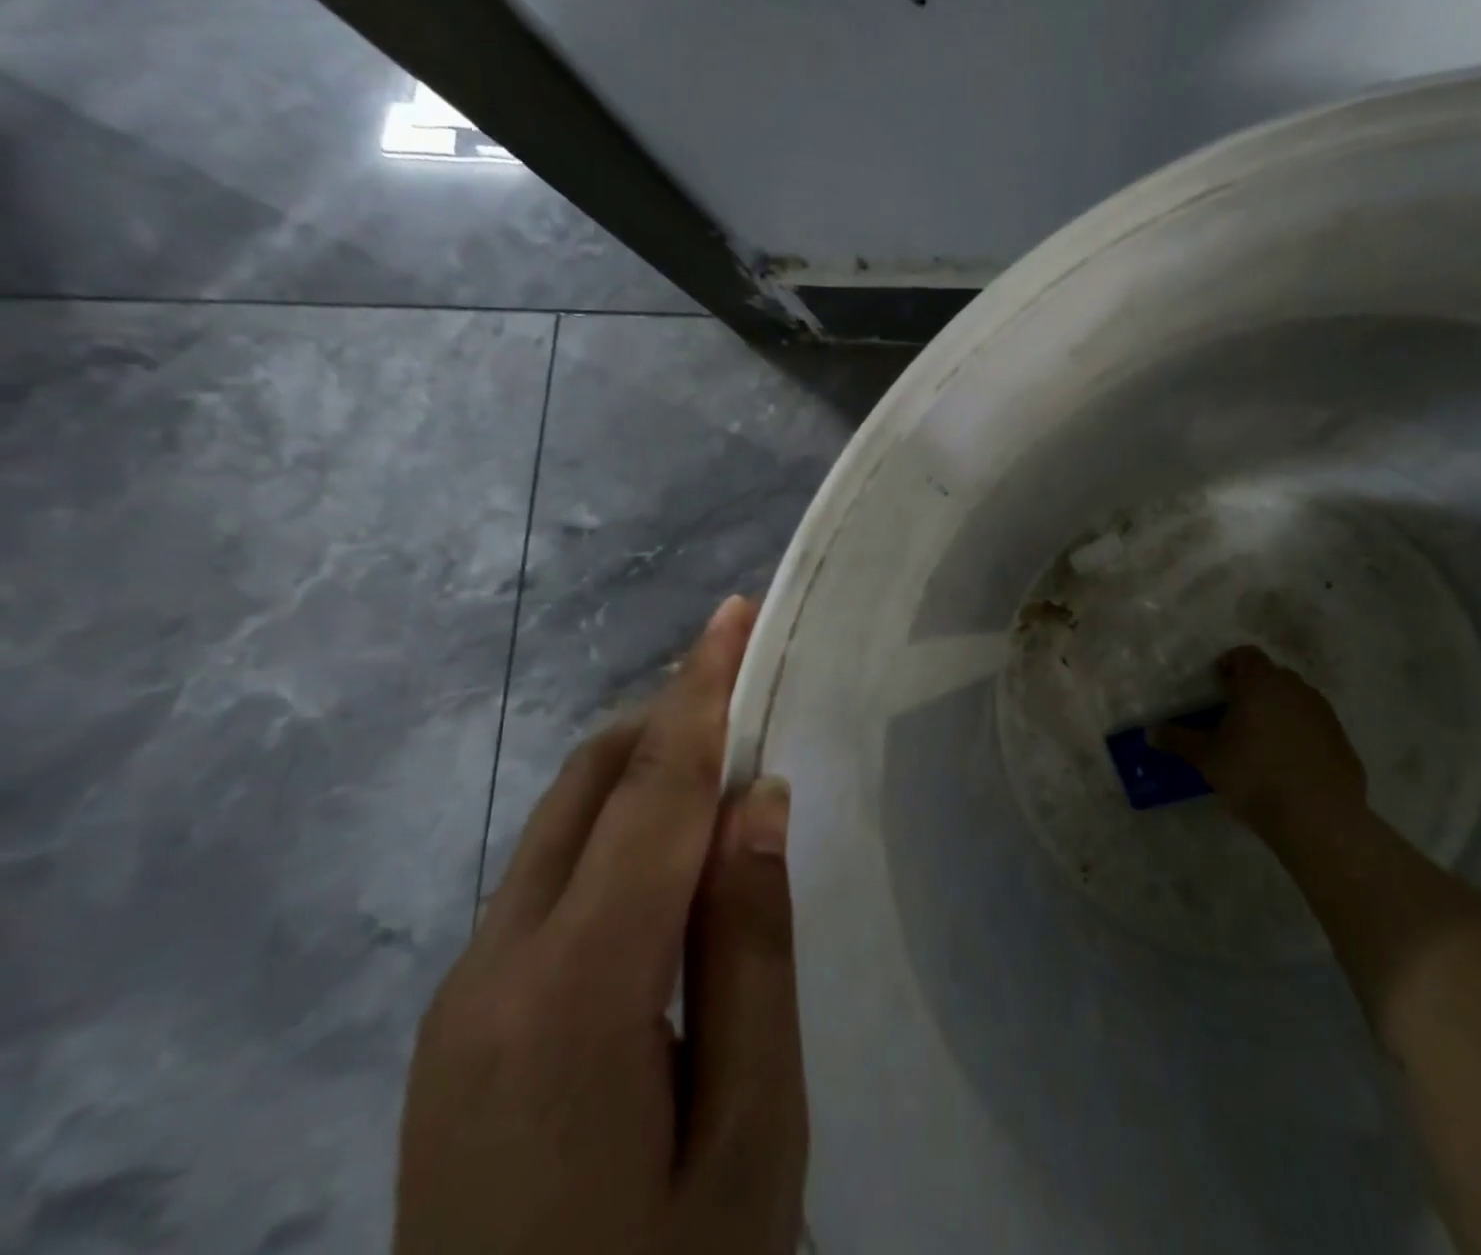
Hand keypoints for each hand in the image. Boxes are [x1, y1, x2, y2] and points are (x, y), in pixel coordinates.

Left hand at [394, 595, 806, 1254]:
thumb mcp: (752, 1128)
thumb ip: (750, 946)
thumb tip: (757, 799)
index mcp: (572, 993)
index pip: (654, 791)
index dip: (700, 691)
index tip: (732, 612)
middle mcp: (494, 968)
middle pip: (592, 788)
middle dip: (672, 716)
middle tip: (753, 688)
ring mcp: (464, 996)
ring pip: (564, 826)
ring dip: (646, 771)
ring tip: (728, 763)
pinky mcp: (463, 1024)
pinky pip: (549, 879)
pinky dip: (618, 831)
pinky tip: (671, 861)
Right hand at [1154, 646, 1367, 835]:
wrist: (1318, 819)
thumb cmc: (1254, 777)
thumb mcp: (1207, 759)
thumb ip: (1178, 740)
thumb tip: (1150, 732)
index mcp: (1261, 684)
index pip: (1245, 655)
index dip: (1229, 665)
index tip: (1216, 686)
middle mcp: (1295, 689)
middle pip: (1271, 675)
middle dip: (1253, 688)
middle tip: (1234, 715)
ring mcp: (1324, 714)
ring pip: (1295, 700)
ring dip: (1278, 710)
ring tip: (1261, 741)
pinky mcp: (1341, 741)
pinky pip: (1314, 726)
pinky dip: (1300, 734)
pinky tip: (1288, 764)